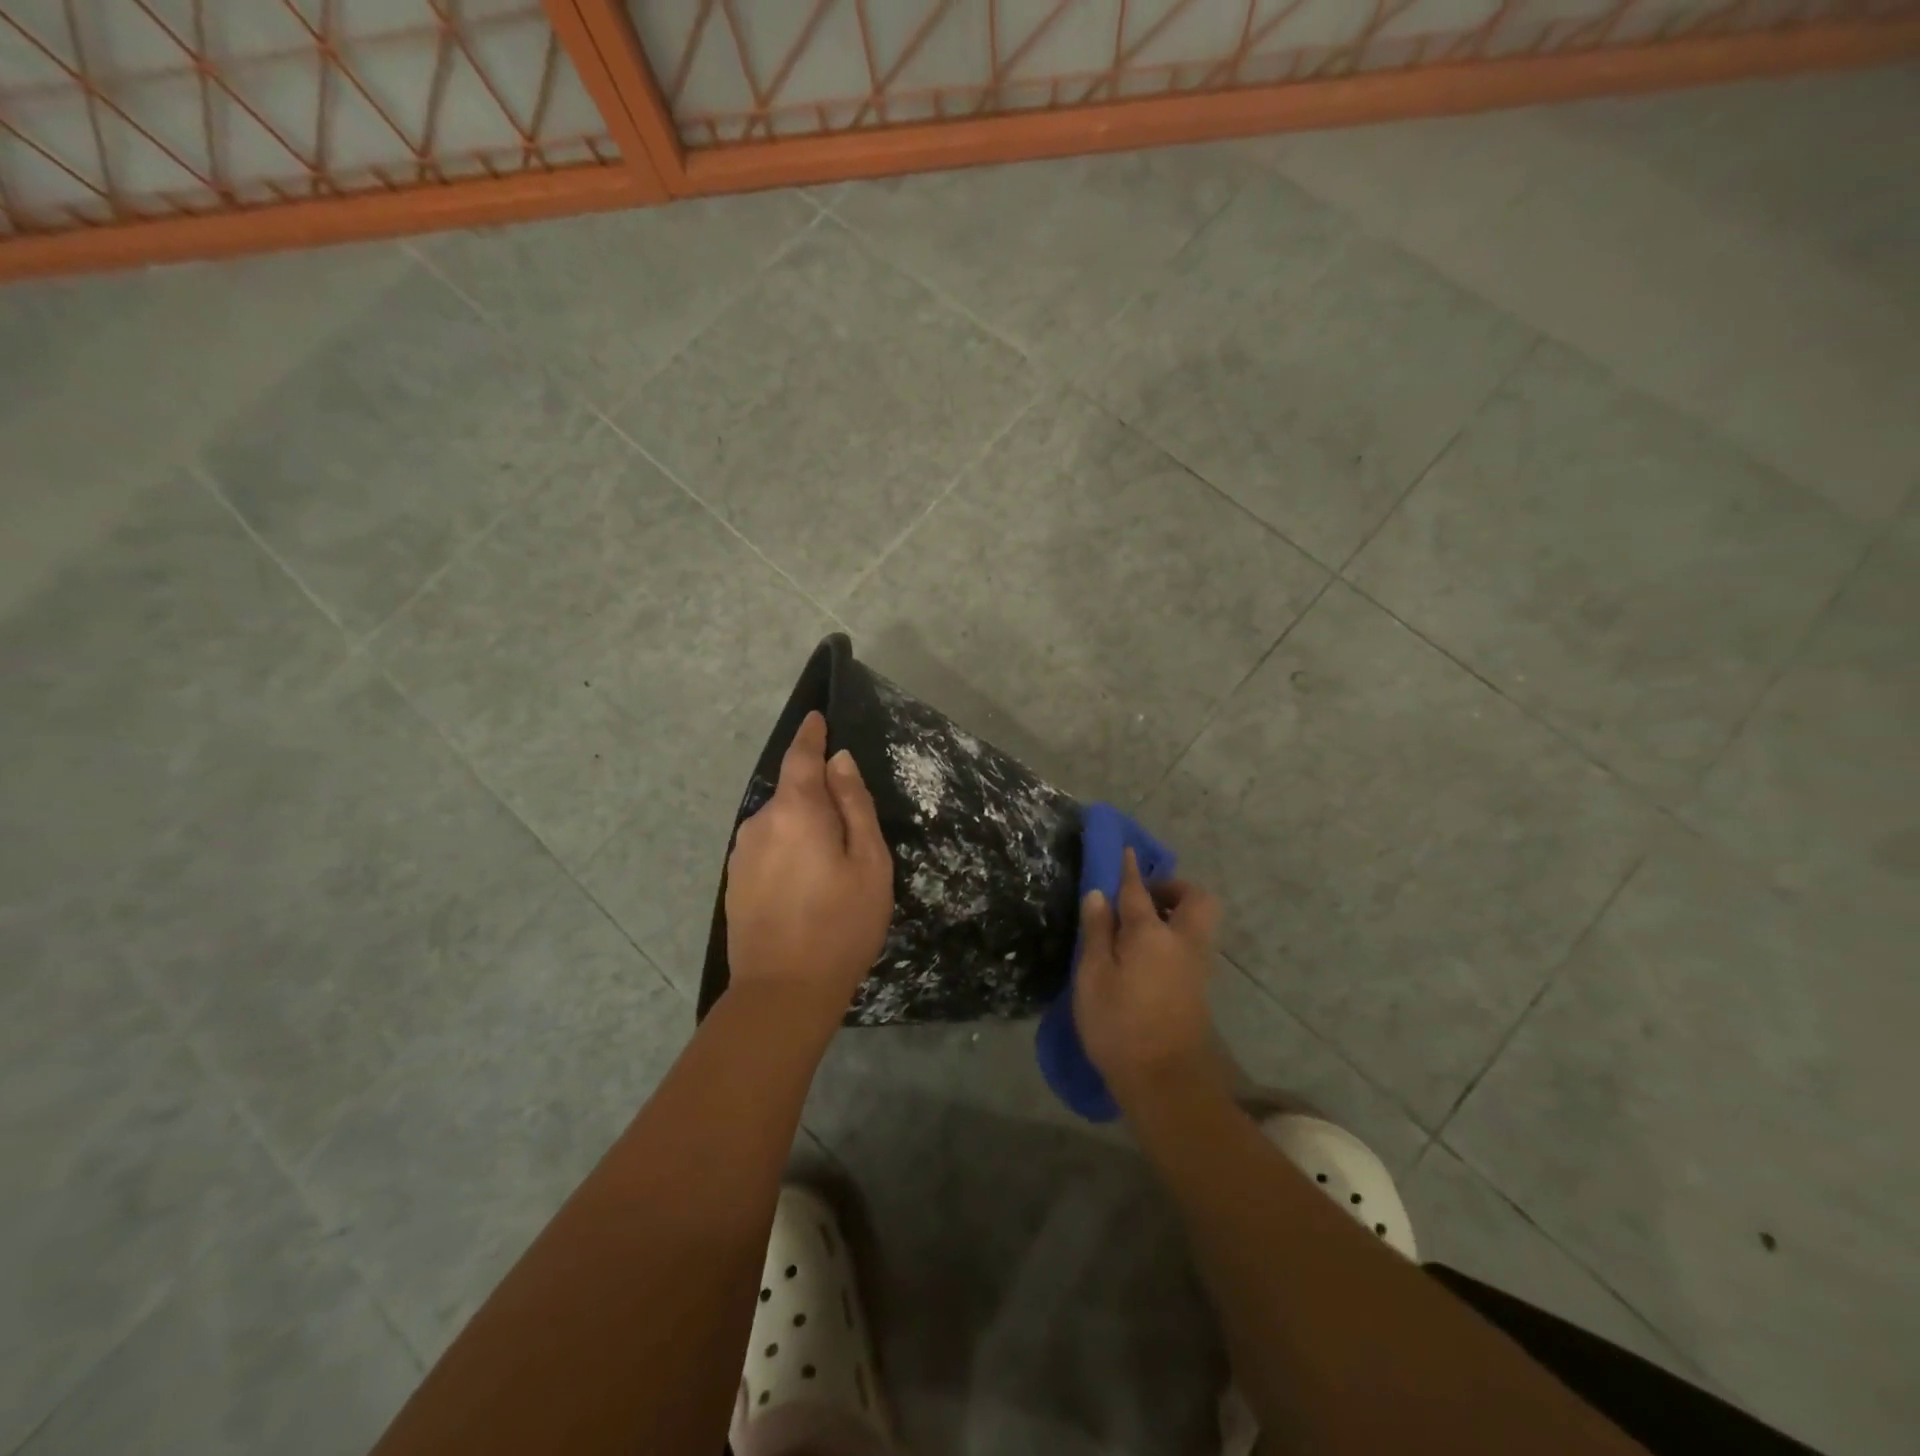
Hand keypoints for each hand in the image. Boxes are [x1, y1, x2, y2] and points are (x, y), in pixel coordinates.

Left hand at [724, 712, 893, 1022]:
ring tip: (831, 865)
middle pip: (792, 793)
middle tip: (851, 829)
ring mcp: (742, 853)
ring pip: (780, 823)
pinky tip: (806, 885)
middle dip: (817, 795)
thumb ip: (853, 804)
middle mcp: (760, 822)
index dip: (811, 736)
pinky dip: (789, 851)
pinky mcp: (735, 881)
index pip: (801, 757)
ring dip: (803, 828)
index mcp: (795, 810)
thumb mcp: (868, 862)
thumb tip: (839, 762)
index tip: (817, 718)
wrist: (783, 992)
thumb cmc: (841, 923)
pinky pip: (768, 848)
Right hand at [1074, 849, 1222, 1105]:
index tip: (1125, 851)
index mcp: (1152, 934)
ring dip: (1177, 913)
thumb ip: (1097, 932)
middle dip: (1174, 888)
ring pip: (1198, 923)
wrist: (1164, 1082)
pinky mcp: (1199, 988)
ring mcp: (1196, 966)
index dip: (1128, 870)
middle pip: (1195, 899)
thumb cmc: (1119, 1025)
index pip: (1138, 891)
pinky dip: (1175, 936)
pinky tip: (1147, 954)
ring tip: (1141, 926)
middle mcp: (1182, 942)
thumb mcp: (1093, 977)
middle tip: (1144, 897)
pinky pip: (1192, 944)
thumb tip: (1098, 894)